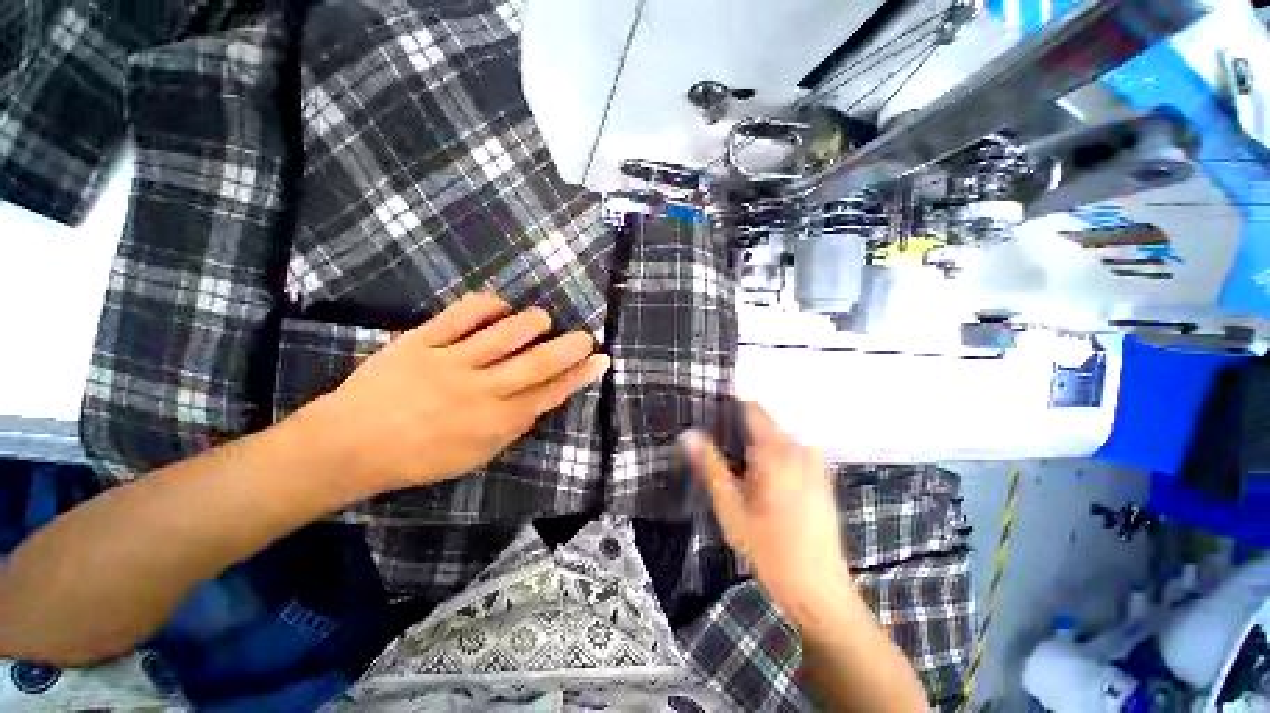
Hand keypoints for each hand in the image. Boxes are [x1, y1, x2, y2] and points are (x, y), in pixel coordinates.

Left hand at [304, 294, 608, 495]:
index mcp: (496, 421)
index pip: (551, 393)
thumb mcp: (476, 456)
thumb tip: (538, 402)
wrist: (350, 446)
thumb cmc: (419, 458)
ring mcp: (451, 362)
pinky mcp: (422, 341)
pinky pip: (463, 314)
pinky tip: (500, 306)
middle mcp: (481, 390)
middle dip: (570, 347)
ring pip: (507, 333)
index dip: (580, 375)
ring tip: (542, 320)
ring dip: (533, 322)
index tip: (601, 360)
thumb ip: (512, 428)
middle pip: (538, 362)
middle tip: (586, 336)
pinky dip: (489, 305)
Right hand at [683, 403, 853, 626]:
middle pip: (764, 425)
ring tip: (740, 475)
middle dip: (740, 435)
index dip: (729, 409)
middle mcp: (799, 449)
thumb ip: (710, 466)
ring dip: (756, 450)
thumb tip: (689, 434)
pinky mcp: (822, 477)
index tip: (710, 419)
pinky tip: (764, 487)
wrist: (819, 590)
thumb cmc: (769, 550)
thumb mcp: (731, 509)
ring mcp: (815, 462)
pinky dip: (773, 460)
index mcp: (776, 452)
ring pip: (776, 440)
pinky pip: (791, 453)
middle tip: (721, 458)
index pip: (752, 409)